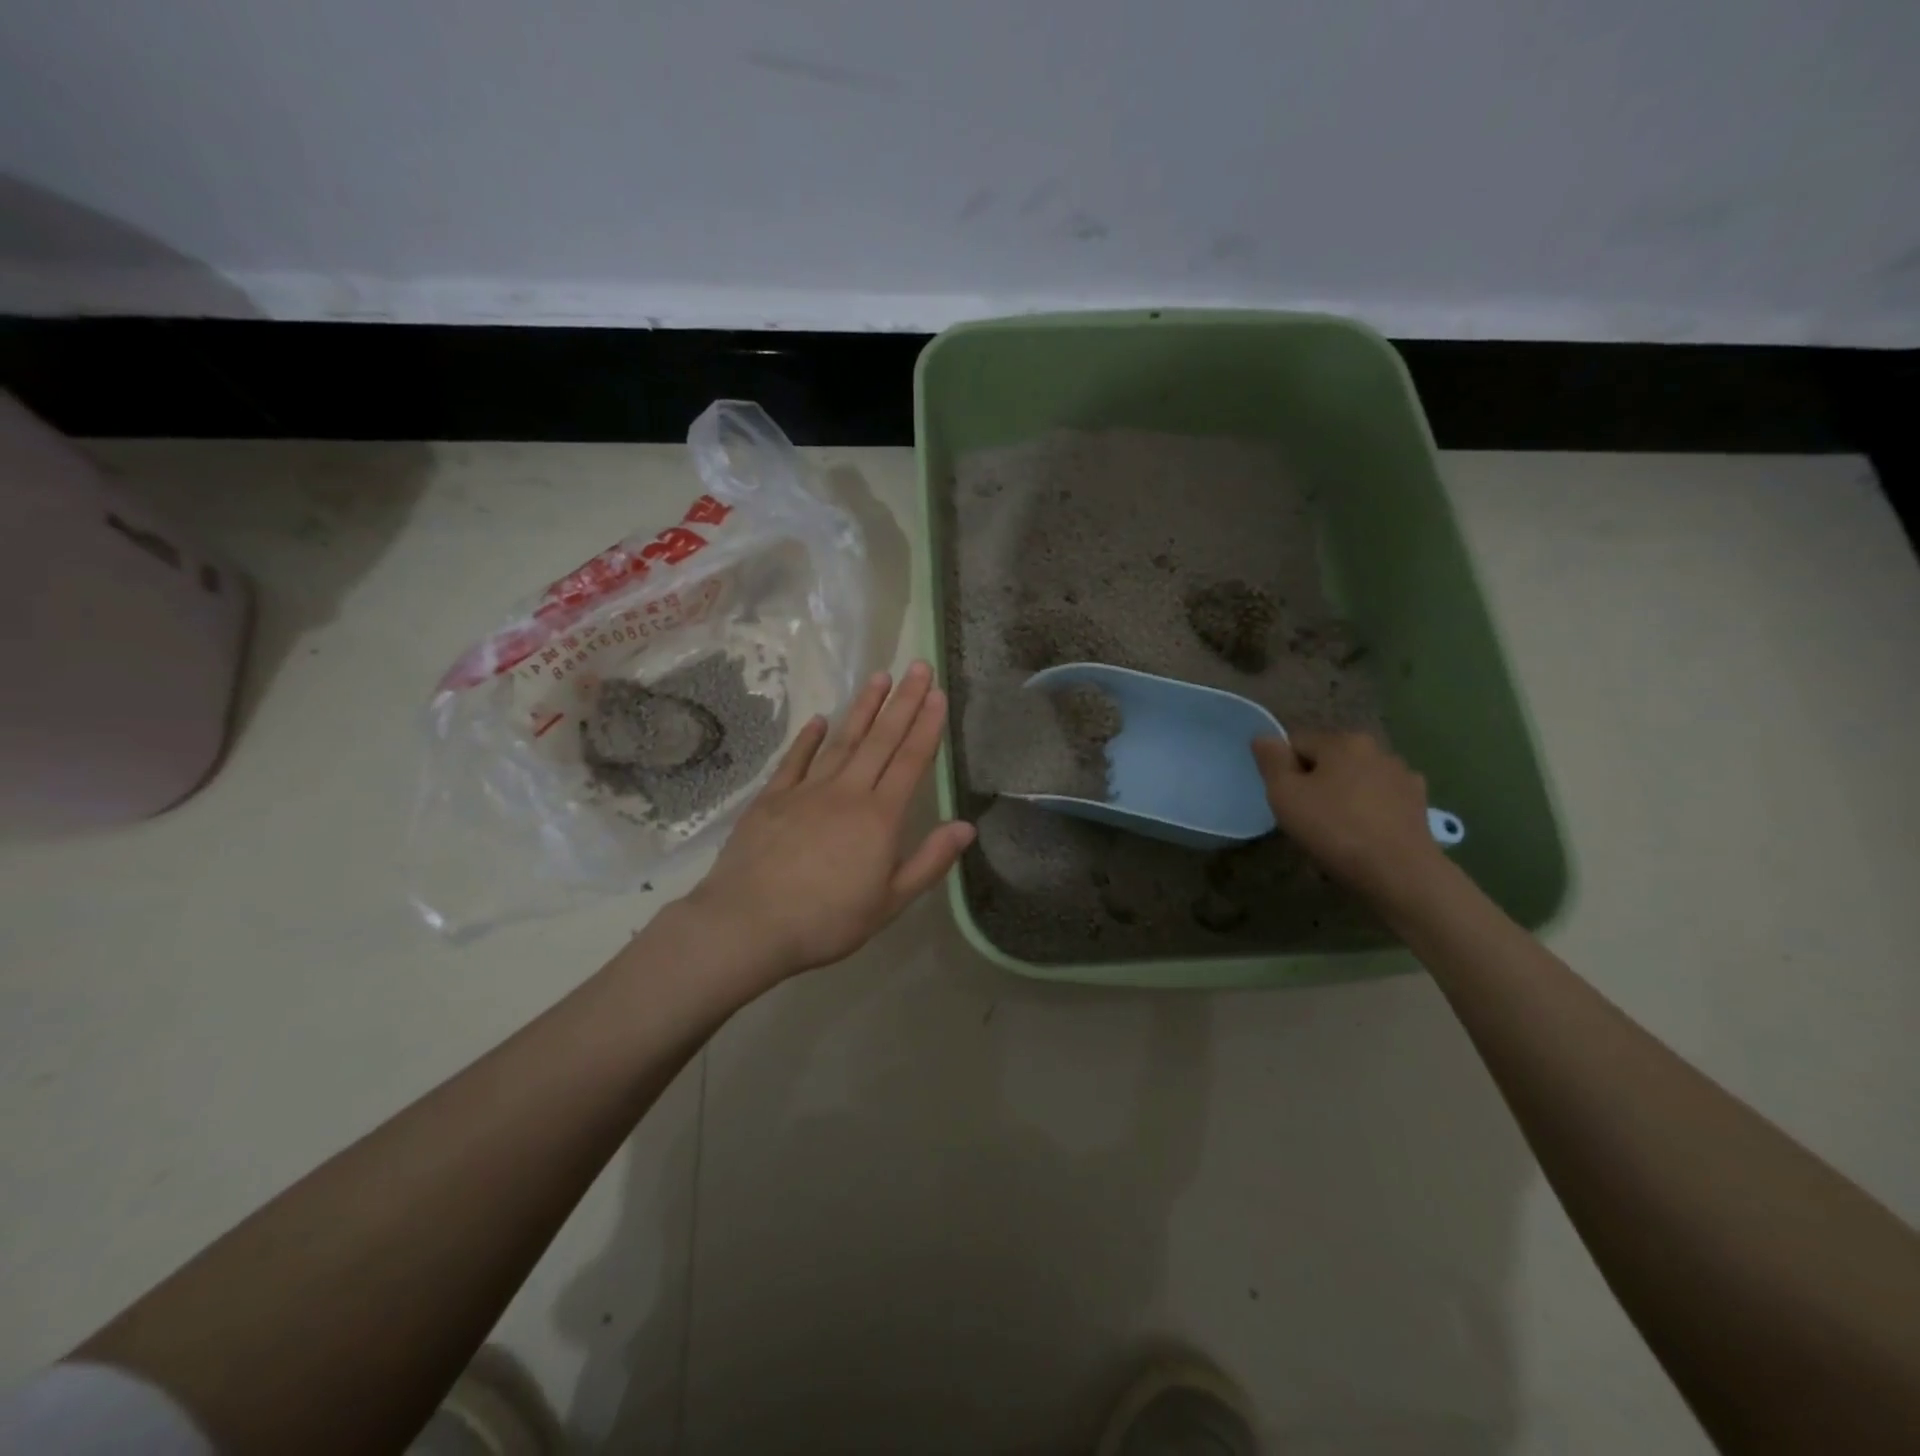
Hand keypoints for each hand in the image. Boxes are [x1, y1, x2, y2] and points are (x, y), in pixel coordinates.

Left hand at [684, 662, 974, 981]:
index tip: (936, 693)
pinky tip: (819, 720)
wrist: (748, 923)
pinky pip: (796, 760)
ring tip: (878, 678)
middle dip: (902, 702)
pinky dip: (809, 739)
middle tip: (917, 666)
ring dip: (863, 709)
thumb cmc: (826, 920)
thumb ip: (929, 861)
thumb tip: (966, 826)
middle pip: (881, 740)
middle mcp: (847, 792)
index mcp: (880, 817)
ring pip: (842, 741)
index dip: (926, 725)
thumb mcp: (889, 902)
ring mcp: (807, 790)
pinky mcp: (773, 798)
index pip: (911, 761)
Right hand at [1252, 731, 1444, 902]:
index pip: (1297, 744)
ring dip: (1343, 797)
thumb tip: (1264, 737)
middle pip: (1329, 762)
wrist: (1400, 873)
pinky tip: (1363, 838)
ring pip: (1356, 781)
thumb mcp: (1285, 795)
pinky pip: (1380, 802)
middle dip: (1315, 784)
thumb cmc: (1334, 829)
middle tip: (1306, 819)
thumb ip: (1272, 761)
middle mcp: (1378, 750)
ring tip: (1335, 833)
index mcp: (1343, 741)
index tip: (1285, 801)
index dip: (1283, 771)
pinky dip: (1369, 813)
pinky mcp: (1419, 804)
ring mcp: (1404, 777)